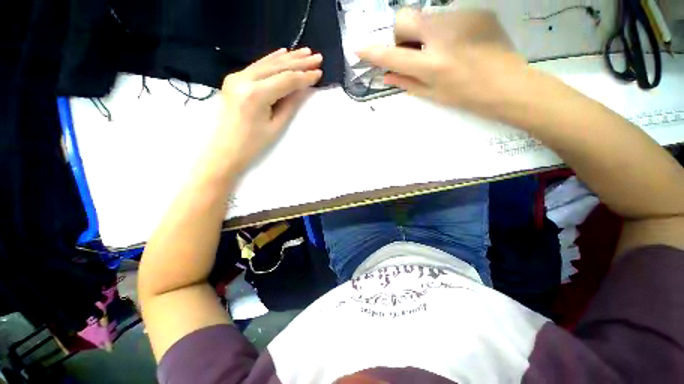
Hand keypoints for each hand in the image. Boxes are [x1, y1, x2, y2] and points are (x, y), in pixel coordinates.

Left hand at [210, 48, 321, 172]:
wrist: (225, 150)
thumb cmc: (253, 144)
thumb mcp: (277, 126)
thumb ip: (290, 104)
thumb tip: (303, 88)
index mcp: (256, 95)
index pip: (286, 80)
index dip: (304, 76)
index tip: (319, 73)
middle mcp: (244, 79)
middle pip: (277, 67)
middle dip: (299, 62)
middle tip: (317, 57)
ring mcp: (236, 77)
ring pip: (267, 63)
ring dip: (288, 58)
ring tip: (305, 52)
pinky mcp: (234, 79)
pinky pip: (257, 66)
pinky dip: (272, 59)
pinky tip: (283, 52)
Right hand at [357, 9, 528, 118]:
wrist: (508, 85)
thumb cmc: (467, 97)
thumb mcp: (432, 95)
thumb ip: (406, 82)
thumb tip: (385, 76)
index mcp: (432, 65)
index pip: (393, 56)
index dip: (374, 53)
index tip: (359, 49)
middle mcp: (443, 36)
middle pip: (405, 18)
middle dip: (402, 34)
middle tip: (414, 50)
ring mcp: (461, 18)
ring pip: (426, 16)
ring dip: (425, 32)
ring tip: (442, 49)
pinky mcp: (476, 10)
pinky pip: (448, 15)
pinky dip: (446, 29)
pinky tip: (459, 42)